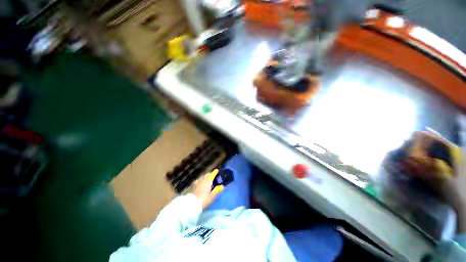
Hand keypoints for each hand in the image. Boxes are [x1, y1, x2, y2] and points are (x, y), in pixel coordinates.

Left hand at [193, 169, 224, 209]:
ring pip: (203, 177)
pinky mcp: (195, 187)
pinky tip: (203, 184)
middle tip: (213, 175)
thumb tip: (222, 186)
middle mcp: (203, 180)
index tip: (217, 170)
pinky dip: (202, 180)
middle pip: (207, 174)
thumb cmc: (204, 200)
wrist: (192, 204)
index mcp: (208, 181)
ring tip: (208, 179)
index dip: (215, 172)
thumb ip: (217, 190)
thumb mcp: (212, 196)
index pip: (212, 175)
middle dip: (210, 173)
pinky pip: (200, 181)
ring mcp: (198, 183)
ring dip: (206, 177)